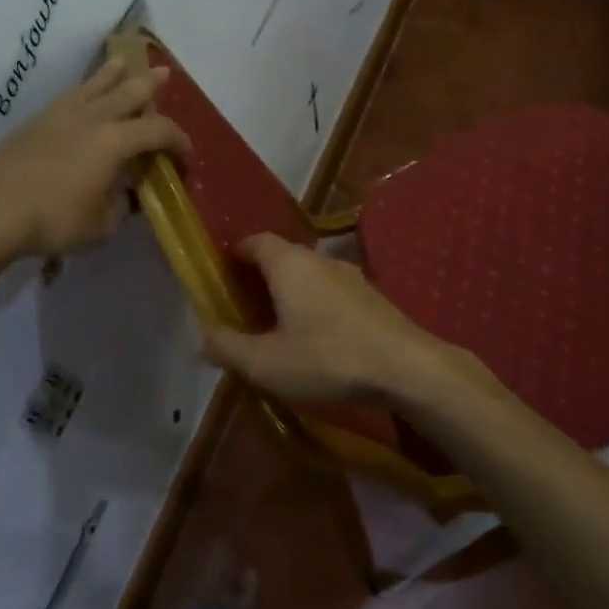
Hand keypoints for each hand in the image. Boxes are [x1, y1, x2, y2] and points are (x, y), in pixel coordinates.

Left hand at [0, 58, 189, 258]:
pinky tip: (82, 94)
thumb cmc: (55, 220)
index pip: (157, 132)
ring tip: (122, 61)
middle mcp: (91, 119)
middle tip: (163, 73)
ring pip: (93, 85)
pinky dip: (83, 90)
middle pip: (127, 93)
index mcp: (114, 141)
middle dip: (149, 84)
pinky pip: (69, 96)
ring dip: (112, 73)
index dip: (179, 141)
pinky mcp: (35, 123)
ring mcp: (60, 116)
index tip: (187, 157)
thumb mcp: (103, 225)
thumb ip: (121, 206)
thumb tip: (125, 196)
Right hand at [199, 234, 447, 404]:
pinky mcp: (371, 296)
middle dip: (259, 277)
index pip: (255, 241)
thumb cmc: (328, 358)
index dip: (234, 255)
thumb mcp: (267, 363)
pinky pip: (330, 290)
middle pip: (281, 256)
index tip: (221, 277)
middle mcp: (319, 259)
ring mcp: (351, 275)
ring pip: (308, 274)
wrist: (407, 367)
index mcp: (289, 264)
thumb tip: (201, 335)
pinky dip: (313, 303)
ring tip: (276, 325)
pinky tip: (315, 336)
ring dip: (288, 292)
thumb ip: (228, 347)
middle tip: (243, 307)